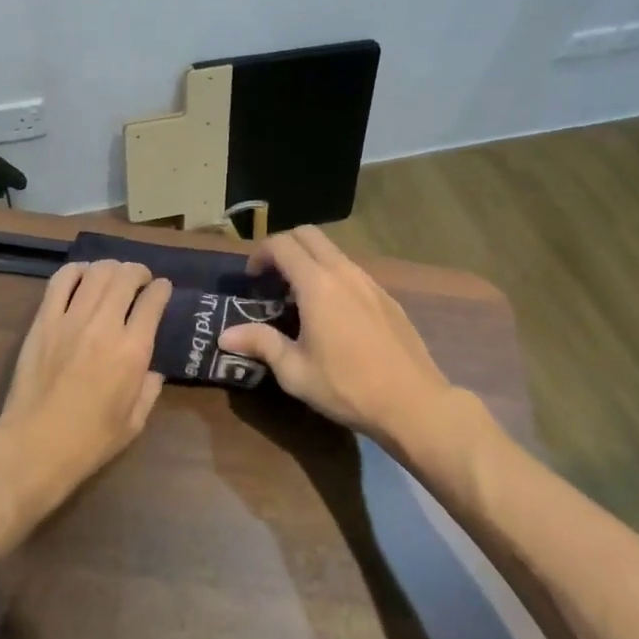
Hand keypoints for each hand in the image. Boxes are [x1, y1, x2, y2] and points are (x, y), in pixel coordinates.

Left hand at [0, 260, 172, 528]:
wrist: (35, 446)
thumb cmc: (90, 441)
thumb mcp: (136, 421)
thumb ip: (150, 388)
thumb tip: (153, 368)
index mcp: (133, 350)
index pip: (153, 300)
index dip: (162, 289)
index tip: (163, 289)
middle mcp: (104, 326)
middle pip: (125, 276)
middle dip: (138, 272)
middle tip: (140, 279)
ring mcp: (70, 319)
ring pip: (96, 273)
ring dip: (110, 267)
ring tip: (113, 275)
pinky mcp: (43, 321)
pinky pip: (60, 281)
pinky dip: (76, 271)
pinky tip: (83, 276)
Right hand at [219, 227, 455, 447]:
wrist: (413, 403)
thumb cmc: (347, 387)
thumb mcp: (295, 371)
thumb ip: (260, 344)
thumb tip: (224, 335)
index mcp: (317, 284)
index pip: (282, 244)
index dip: (260, 254)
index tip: (252, 279)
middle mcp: (344, 272)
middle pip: (309, 235)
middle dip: (284, 247)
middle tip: (272, 279)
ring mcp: (370, 282)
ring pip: (333, 252)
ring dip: (310, 262)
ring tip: (299, 299)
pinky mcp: (387, 297)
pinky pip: (352, 272)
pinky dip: (333, 277)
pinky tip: (332, 315)